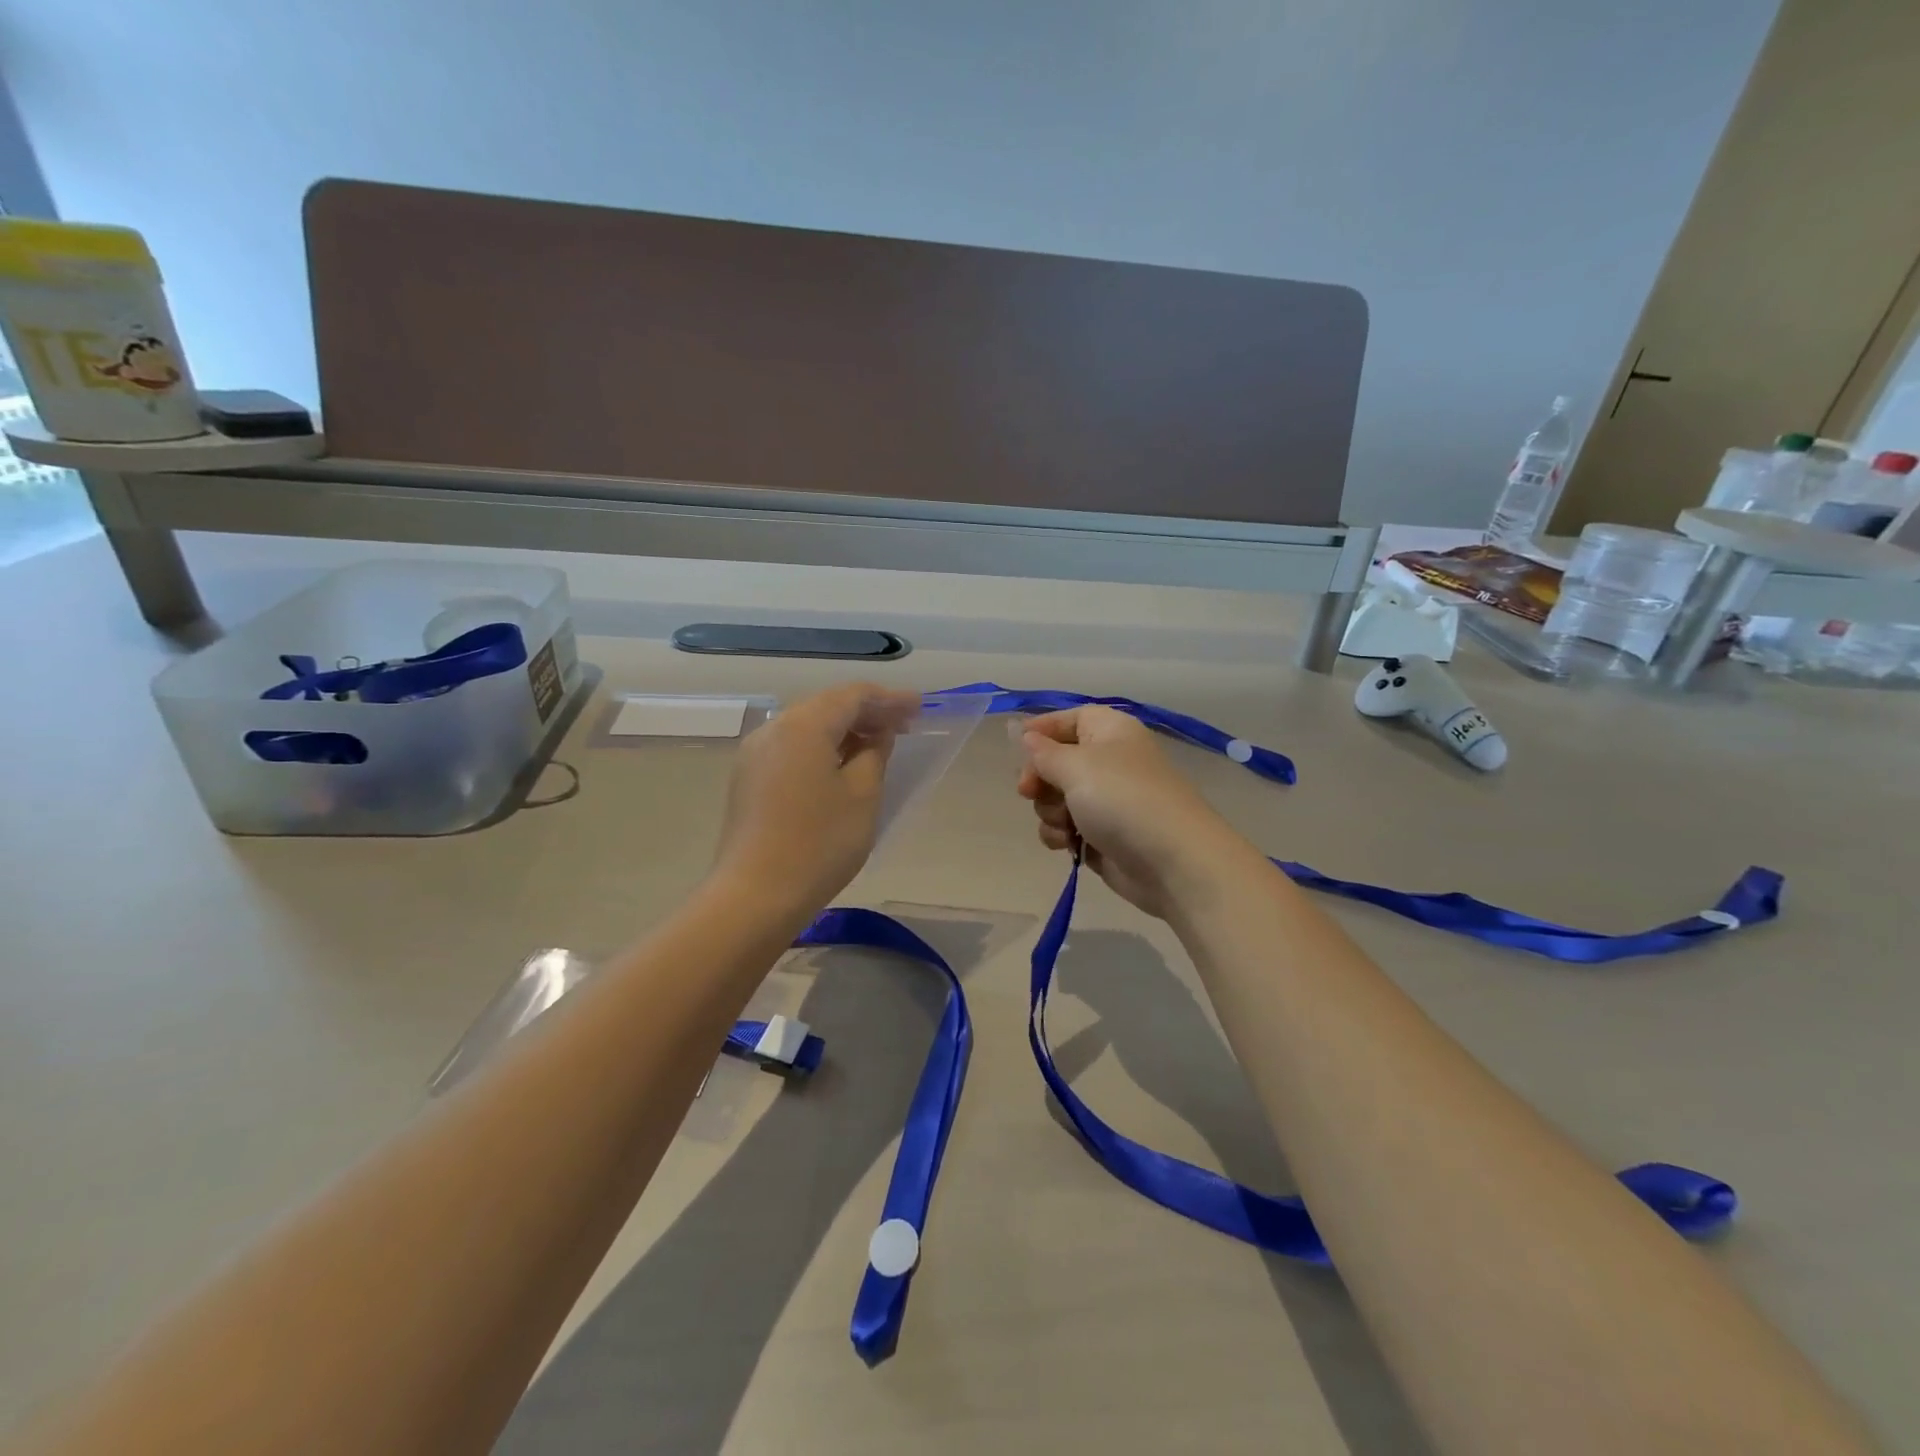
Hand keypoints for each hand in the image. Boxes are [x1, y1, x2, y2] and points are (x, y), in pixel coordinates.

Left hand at [712, 683, 919, 920]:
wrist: (755, 895)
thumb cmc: (819, 843)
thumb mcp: (863, 795)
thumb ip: (875, 754)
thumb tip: (877, 735)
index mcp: (803, 725)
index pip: (853, 696)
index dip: (890, 699)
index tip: (919, 708)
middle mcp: (774, 728)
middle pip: (827, 706)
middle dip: (867, 712)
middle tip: (904, 725)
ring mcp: (755, 754)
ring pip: (808, 727)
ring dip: (844, 730)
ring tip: (877, 745)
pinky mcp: (748, 779)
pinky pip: (792, 748)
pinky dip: (822, 748)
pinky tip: (842, 766)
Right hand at [1017, 705, 1248, 919]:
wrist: (1172, 862)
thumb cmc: (1122, 800)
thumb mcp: (1076, 766)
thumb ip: (1043, 752)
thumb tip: (1027, 736)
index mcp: (1110, 732)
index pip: (1070, 719)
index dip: (1043, 729)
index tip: (1016, 747)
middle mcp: (1109, 762)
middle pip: (1057, 760)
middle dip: (1040, 778)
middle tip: (1029, 792)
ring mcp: (1107, 801)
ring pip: (1057, 798)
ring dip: (1049, 811)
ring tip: (1064, 824)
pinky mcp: (1102, 836)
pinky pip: (1067, 827)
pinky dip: (1061, 835)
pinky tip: (1068, 844)